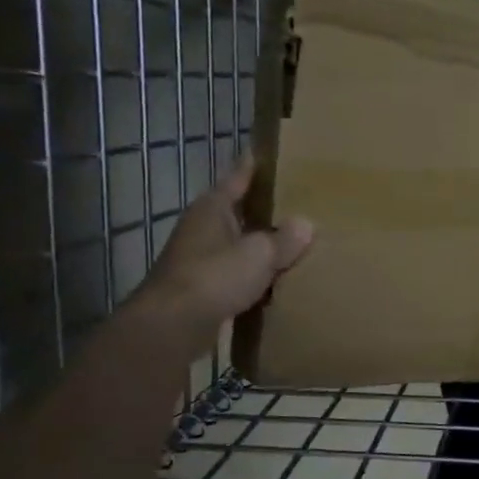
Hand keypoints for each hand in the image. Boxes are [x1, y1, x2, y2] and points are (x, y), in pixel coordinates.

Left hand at [133, 157, 312, 341]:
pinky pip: (234, 272)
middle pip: (237, 210)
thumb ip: (285, 239)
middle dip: (262, 207)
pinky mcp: (201, 287)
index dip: (253, 165)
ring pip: (236, 243)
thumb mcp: (259, 254)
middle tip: (295, 200)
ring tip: (291, 241)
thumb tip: (306, 225)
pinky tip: (274, 279)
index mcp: (213, 208)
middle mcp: (203, 227)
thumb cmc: (215, 276)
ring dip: (258, 243)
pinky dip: (252, 273)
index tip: (267, 151)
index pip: (238, 177)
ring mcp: (198, 258)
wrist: (172, 326)